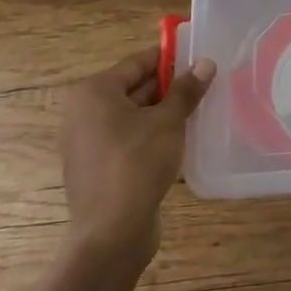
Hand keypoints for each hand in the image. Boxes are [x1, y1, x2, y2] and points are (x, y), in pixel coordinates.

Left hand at [55, 48, 215, 261]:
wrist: (111, 234)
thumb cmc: (137, 164)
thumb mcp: (168, 122)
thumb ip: (186, 90)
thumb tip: (205, 62)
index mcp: (95, 93)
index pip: (138, 62)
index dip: (170, 58)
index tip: (198, 56)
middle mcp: (84, 113)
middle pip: (133, 88)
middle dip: (169, 86)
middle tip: (204, 84)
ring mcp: (88, 143)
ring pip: (133, 115)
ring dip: (163, 112)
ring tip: (198, 110)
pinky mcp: (98, 168)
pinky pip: (128, 139)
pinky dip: (151, 135)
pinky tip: (179, 140)